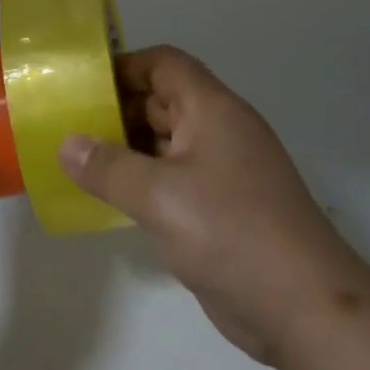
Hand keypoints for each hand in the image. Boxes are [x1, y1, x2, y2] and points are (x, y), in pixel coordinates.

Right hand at [58, 45, 369, 364]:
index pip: (165, 64)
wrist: (303, 305)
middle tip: (67, 125)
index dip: (124, 66)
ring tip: (78, 159)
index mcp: (212, 110)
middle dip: (117, 108)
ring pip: (167, 143)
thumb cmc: (230, 232)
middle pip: (164, 101)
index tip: (81, 86)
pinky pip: (174, 179)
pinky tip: (110, 198)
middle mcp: (219, 131)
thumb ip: (108, 167)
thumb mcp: (159, 196)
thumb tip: (67, 144)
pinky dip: (143, 180)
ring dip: (127, 147)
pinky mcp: (221, 208)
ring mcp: (223, 171)